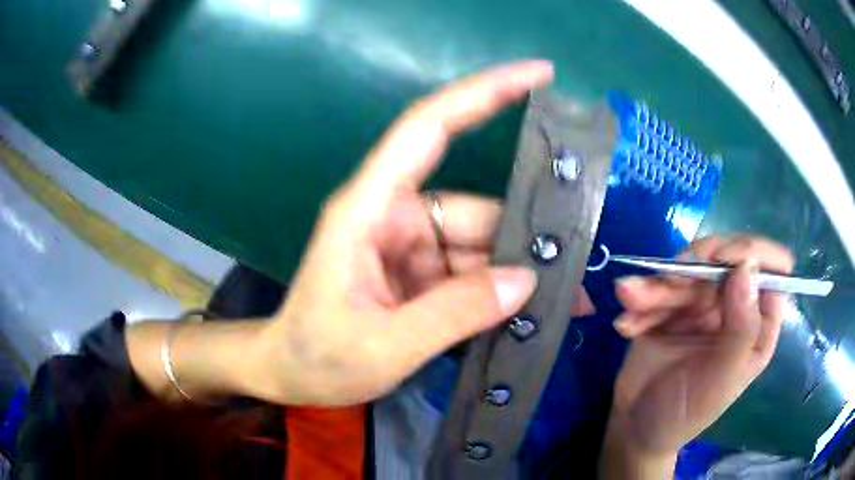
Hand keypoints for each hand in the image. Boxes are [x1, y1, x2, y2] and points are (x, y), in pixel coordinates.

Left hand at [241, 60, 591, 406]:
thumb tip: (525, 281)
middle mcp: (395, 216)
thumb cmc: (315, 356)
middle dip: (526, 238)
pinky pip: (471, 274)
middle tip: (578, 270)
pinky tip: (532, 316)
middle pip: (476, 210)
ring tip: (567, 304)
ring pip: (481, 246)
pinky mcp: (419, 275)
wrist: (288, 375)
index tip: (540, 75)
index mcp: (371, 209)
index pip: (429, 127)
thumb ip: (453, 314)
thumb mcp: (382, 346)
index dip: (484, 93)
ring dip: (519, 275)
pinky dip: (500, 293)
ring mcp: (410, 247)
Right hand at [600, 236, 792, 477]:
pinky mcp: (671, 306)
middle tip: (672, 279)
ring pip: (688, 267)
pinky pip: (658, 285)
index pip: (774, 270)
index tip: (725, 261)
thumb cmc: (686, 413)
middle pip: (727, 257)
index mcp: (758, 324)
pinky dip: (640, 300)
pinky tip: (626, 326)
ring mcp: (702, 304)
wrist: (635, 429)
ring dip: (657, 284)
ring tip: (630, 301)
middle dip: (697, 264)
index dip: (754, 254)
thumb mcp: (721, 380)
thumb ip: (742, 328)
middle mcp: (735, 306)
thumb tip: (746, 267)